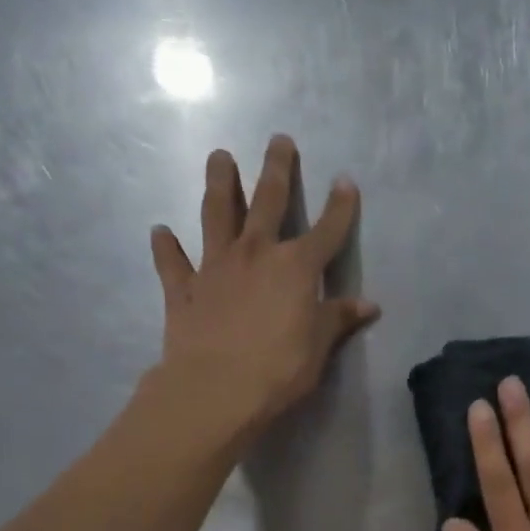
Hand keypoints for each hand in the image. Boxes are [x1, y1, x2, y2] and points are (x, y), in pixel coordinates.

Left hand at [150, 135, 379, 440]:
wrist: (215, 390)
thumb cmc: (278, 370)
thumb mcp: (319, 348)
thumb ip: (338, 319)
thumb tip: (368, 305)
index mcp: (295, 268)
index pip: (326, 231)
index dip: (340, 207)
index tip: (345, 181)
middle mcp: (255, 254)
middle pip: (268, 202)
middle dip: (277, 170)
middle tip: (279, 140)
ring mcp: (215, 267)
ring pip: (216, 214)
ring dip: (219, 183)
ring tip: (219, 157)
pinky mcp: (183, 289)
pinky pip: (172, 262)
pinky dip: (166, 246)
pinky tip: (160, 231)